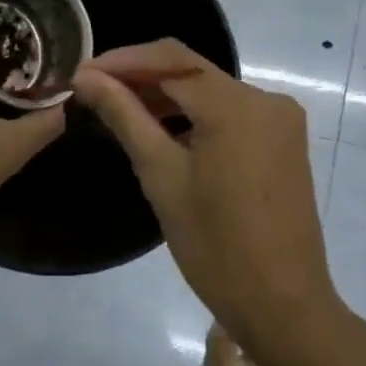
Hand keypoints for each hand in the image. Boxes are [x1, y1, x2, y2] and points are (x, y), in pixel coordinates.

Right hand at [73, 40, 341, 343]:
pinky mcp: (284, 141)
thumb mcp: (162, 176)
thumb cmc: (215, 245)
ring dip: (166, 97)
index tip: (81, 74)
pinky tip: (162, 132)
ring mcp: (280, 120)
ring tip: (118, 111)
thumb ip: (125, 117)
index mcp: (236, 105)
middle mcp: (266, 99)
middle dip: (142, 78)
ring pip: (211, 92)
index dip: (122, 61)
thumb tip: (87, 77)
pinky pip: (231, 113)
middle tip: (93, 93)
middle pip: (192, 72)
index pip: (170, 60)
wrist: (282, 304)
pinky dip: (195, 116)